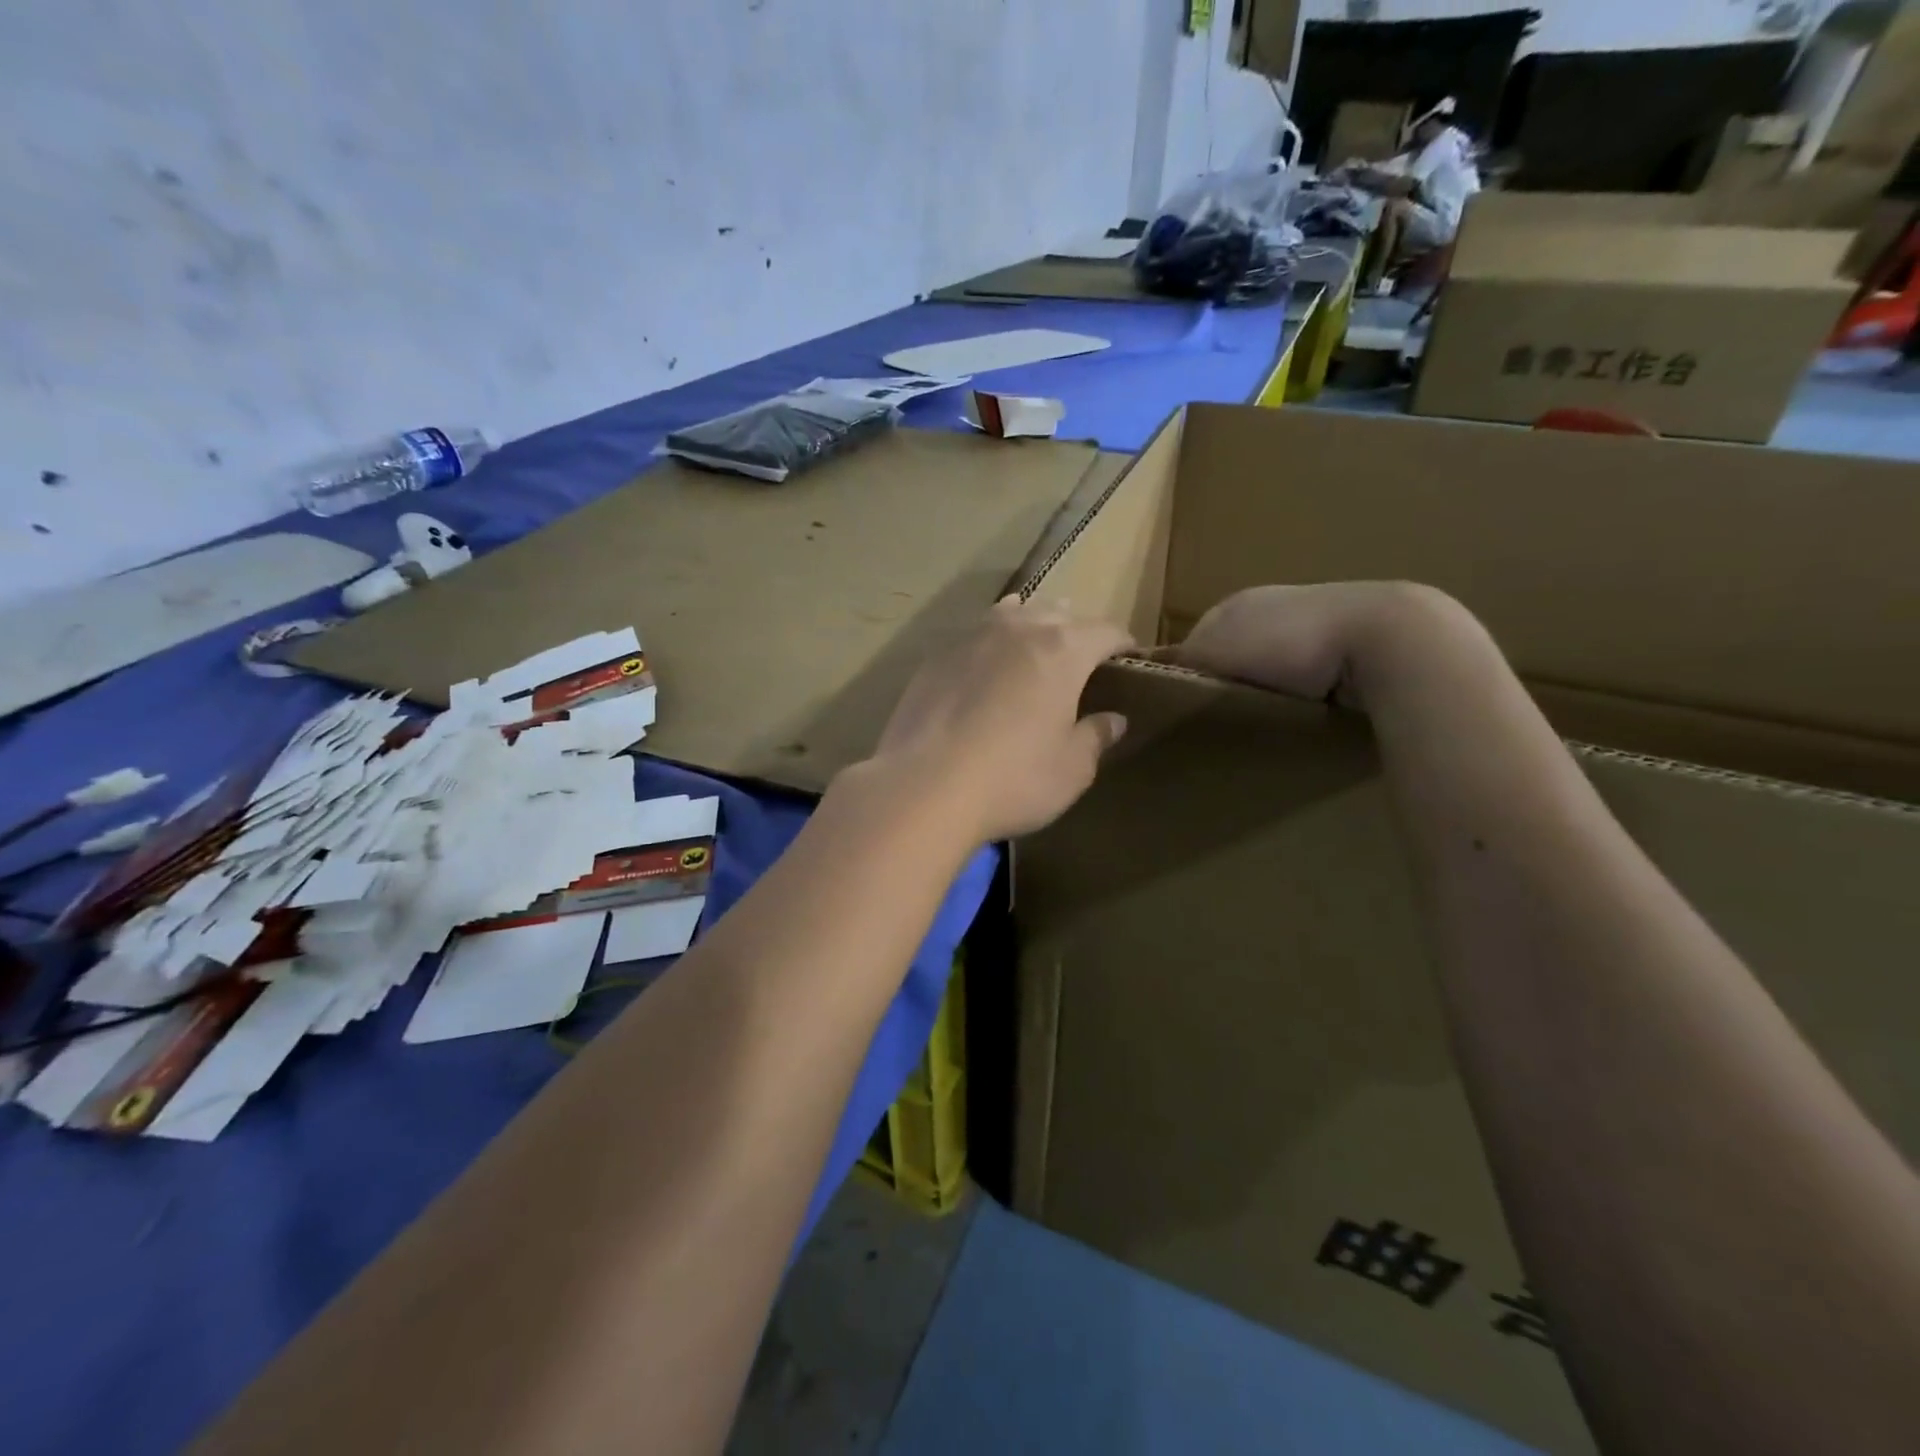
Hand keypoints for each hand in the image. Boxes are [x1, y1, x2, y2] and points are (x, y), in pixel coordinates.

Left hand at [866, 597, 1132, 842]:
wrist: (924, 786)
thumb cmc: (1013, 779)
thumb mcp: (1071, 769)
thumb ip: (1095, 737)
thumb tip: (1113, 719)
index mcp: (1063, 650)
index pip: (1105, 632)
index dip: (1122, 644)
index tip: (1130, 659)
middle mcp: (1019, 629)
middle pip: (1058, 613)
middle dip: (1076, 630)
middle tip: (1083, 657)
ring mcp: (972, 637)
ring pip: (1012, 614)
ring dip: (1030, 624)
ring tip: (1036, 642)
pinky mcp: (935, 657)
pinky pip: (975, 636)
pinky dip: (991, 643)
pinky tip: (986, 663)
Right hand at [1163, 582, 1473, 708]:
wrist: (1382, 636)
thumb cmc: (1285, 641)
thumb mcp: (1215, 650)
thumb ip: (1182, 660)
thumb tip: (1154, 671)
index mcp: (1236, 603)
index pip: (1196, 640)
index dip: (1189, 673)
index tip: (1183, 709)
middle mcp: (1273, 606)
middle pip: (1237, 651)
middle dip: (1230, 680)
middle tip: (1223, 720)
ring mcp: (1317, 621)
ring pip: (1275, 663)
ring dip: (1269, 687)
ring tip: (1264, 721)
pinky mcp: (1353, 642)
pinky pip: (1313, 673)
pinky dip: (1305, 691)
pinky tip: (1305, 712)